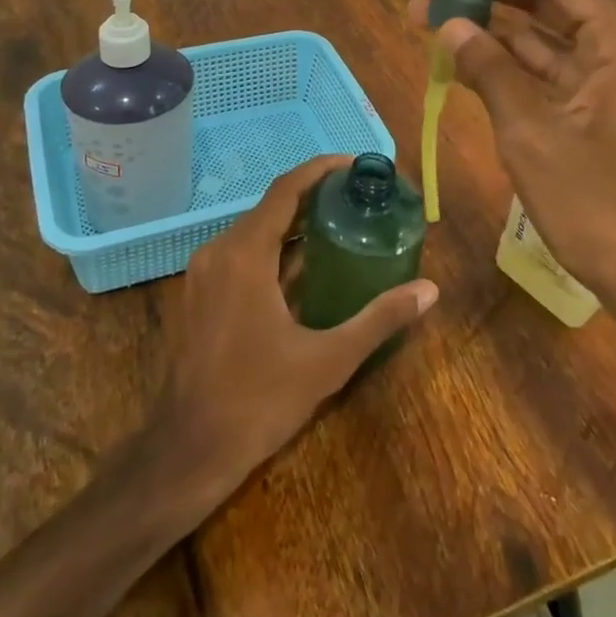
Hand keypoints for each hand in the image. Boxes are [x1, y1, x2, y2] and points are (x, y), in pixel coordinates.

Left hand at [149, 156, 438, 504]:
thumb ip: (379, 319)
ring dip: (293, 224)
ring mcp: (202, 273)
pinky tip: (303, 268)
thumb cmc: (256, 401)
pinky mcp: (198, 295)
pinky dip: (273, 249)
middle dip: (313, 196)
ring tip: (339, 225)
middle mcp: (219, 251)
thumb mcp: (327, 361)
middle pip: (270, 206)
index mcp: (245, 254)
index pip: (286, 189)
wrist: (186, 453)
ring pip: (254, 231)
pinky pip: (240, 254)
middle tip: (357, 198)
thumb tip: (429, 291)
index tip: (354, 163)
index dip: (320, 169)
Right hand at [409, 0, 615, 329]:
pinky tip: (463, 57)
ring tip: (429, 13)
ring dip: (491, 29)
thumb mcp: (533, 134)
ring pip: (545, 39)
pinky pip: (551, 74)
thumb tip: (448, 23)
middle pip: (548, 2)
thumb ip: (489, 70)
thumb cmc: (599, 204)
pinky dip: (510, 67)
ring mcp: (614, 82)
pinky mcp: (601, 112)